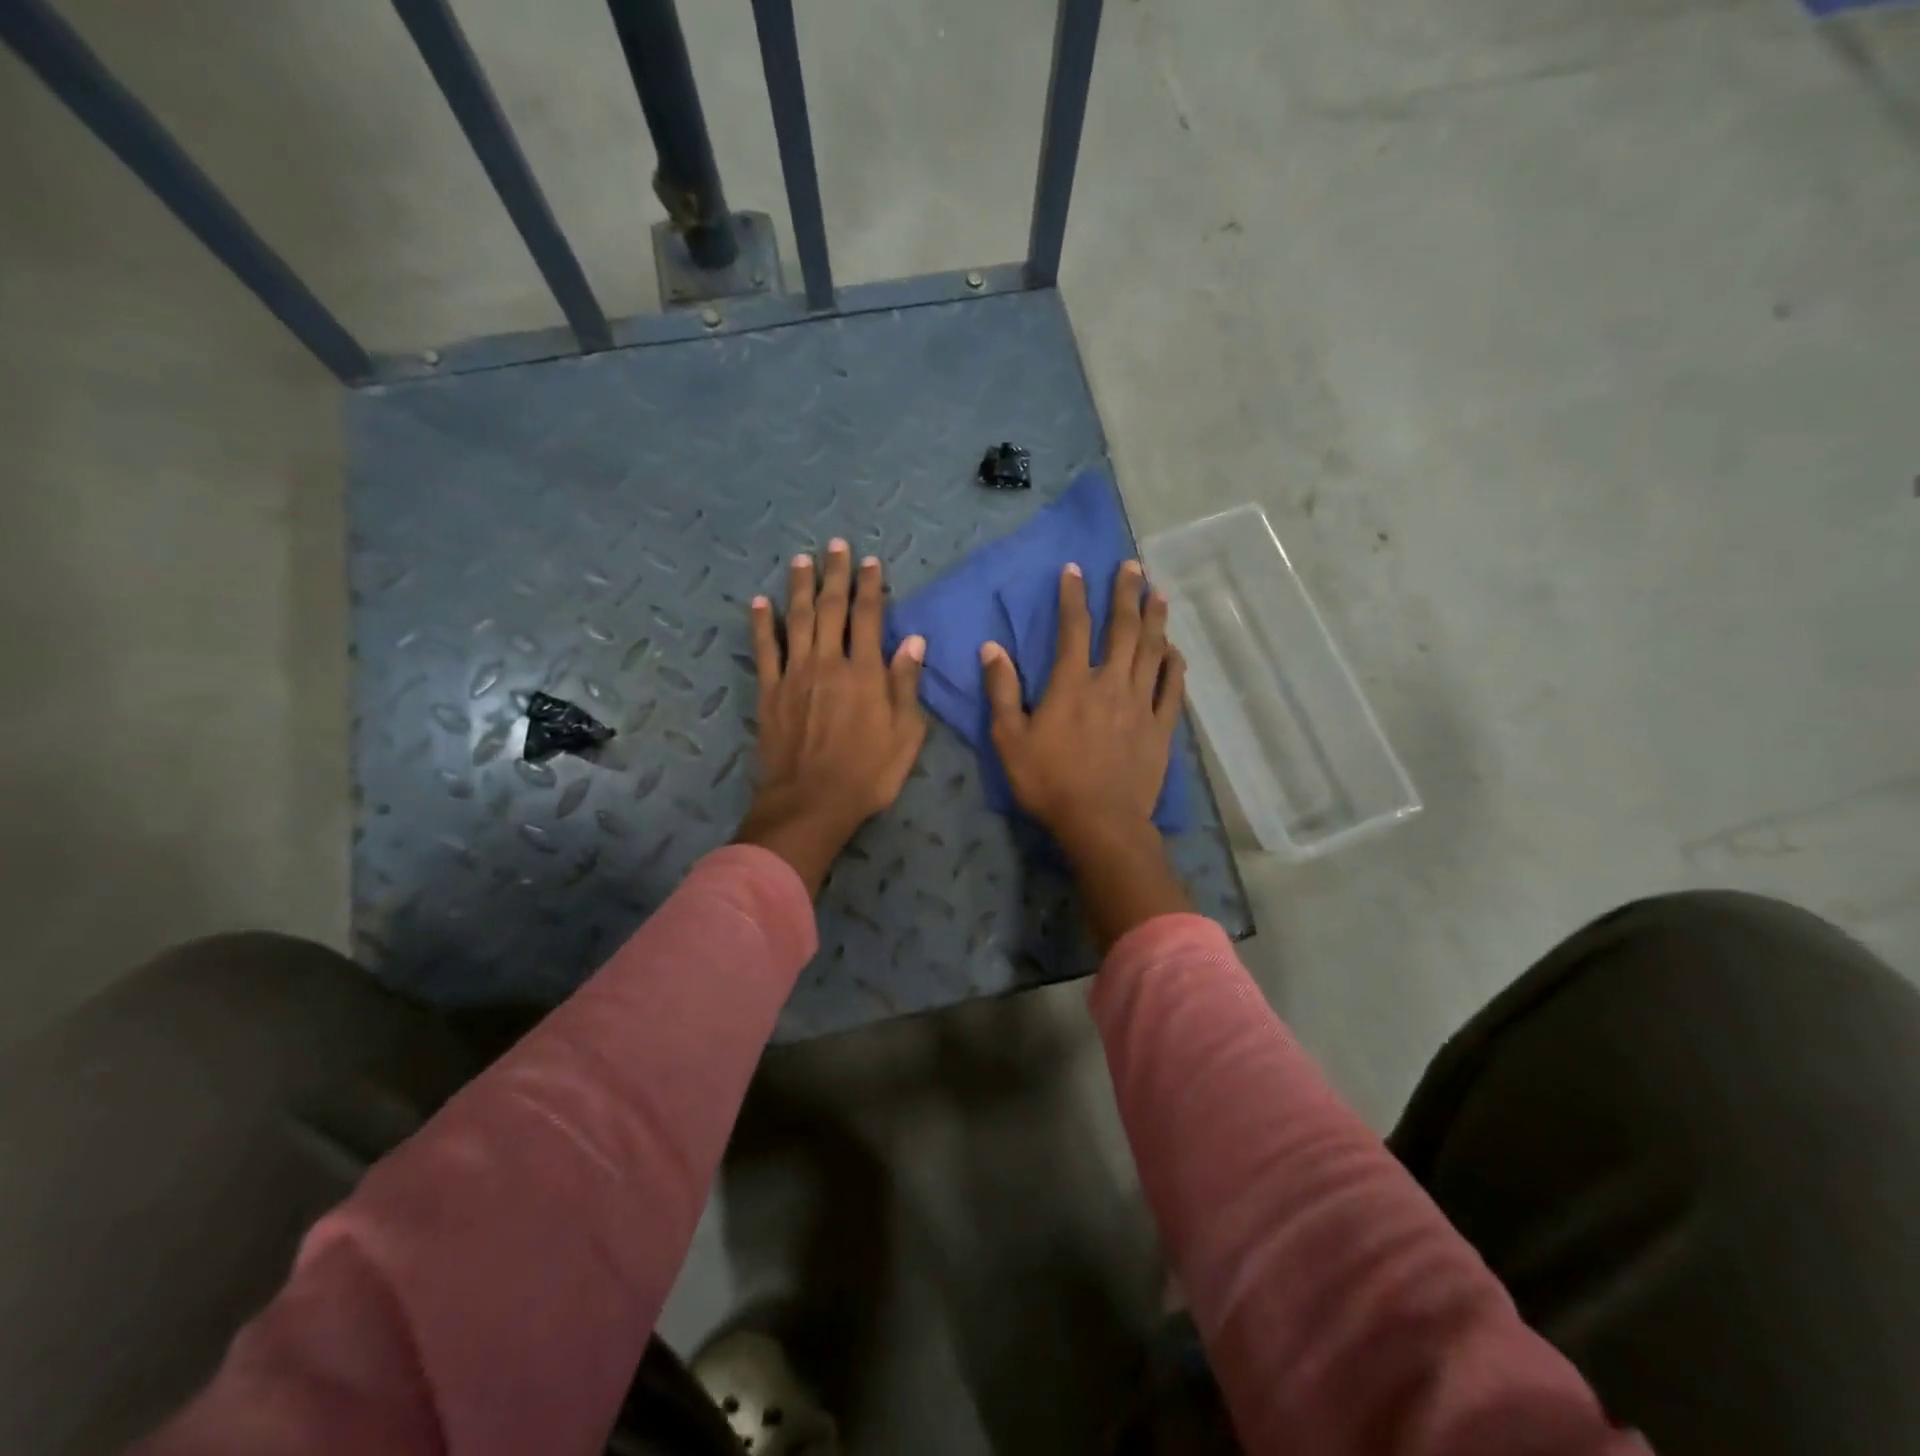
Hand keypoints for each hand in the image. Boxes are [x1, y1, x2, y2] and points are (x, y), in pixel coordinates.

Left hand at [735, 539, 926, 895]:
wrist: (811, 802)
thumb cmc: (868, 774)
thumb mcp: (906, 735)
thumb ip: (906, 684)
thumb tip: (914, 640)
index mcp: (866, 672)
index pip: (869, 617)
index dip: (870, 586)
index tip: (870, 562)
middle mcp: (829, 662)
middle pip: (831, 608)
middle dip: (835, 575)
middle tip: (836, 545)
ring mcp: (795, 674)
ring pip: (797, 619)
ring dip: (800, 587)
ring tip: (802, 560)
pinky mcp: (769, 691)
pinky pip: (765, 649)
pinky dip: (761, 623)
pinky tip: (759, 602)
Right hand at [982, 560, 1192, 949]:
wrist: (1100, 822)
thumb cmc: (1048, 782)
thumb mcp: (1009, 739)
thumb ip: (1001, 692)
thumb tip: (992, 649)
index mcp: (1071, 684)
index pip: (1073, 628)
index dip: (1074, 596)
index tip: (1075, 569)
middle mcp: (1110, 683)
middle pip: (1123, 630)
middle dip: (1126, 594)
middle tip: (1132, 567)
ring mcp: (1140, 705)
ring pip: (1152, 651)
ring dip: (1155, 620)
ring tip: (1158, 593)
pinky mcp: (1160, 728)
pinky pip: (1172, 689)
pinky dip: (1174, 666)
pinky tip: (1175, 650)